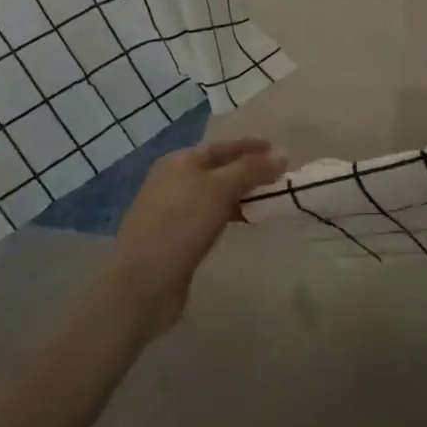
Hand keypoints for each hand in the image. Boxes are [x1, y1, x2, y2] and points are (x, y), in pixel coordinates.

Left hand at [103, 137, 286, 341]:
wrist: (144, 279)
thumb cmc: (182, 223)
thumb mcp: (220, 188)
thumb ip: (251, 169)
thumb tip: (282, 155)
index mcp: (179, 162)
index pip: (221, 147)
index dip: (249, 147)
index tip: (277, 150)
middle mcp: (172, 181)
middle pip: (216, 169)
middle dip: (247, 171)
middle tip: (277, 176)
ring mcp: (170, 210)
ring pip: (213, 194)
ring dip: (239, 194)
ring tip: (266, 199)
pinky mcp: (174, 237)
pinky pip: (208, 216)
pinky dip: (228, 214)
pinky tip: (243, 222)